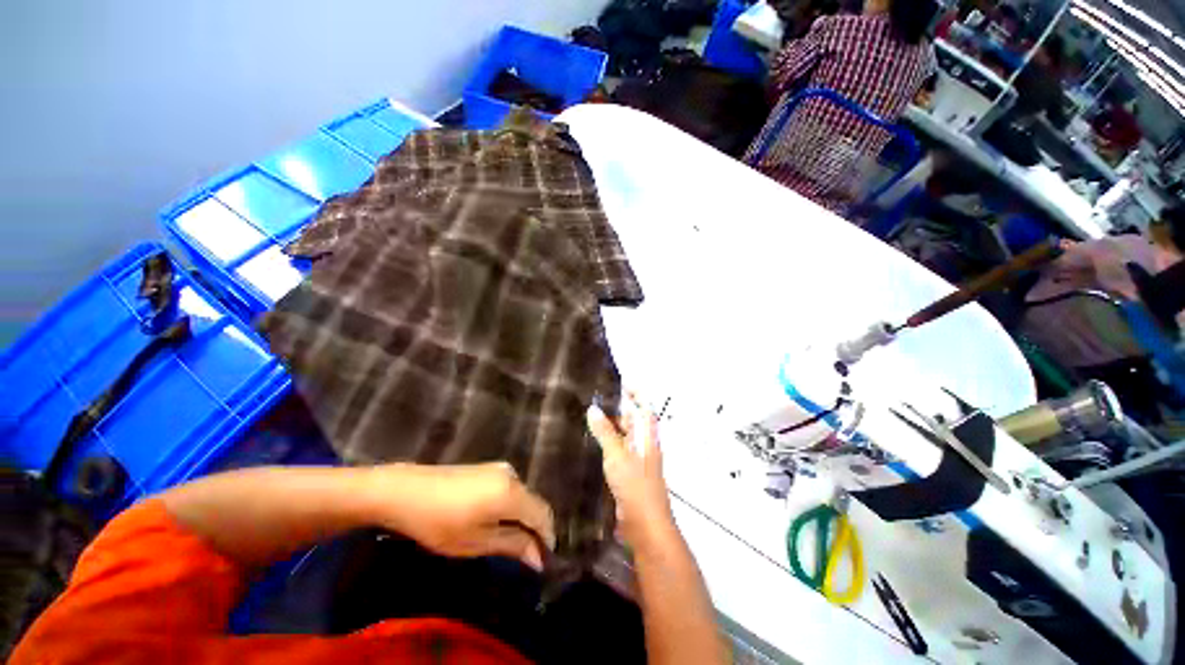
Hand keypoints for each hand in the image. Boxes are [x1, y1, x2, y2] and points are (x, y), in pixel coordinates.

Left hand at [365, 462, 554, 570]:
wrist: (406, 490)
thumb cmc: (440, 522)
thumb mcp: (476, 541)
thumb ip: (513, 545)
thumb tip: (539, 558)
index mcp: (513, 493)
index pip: (543, 515)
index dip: (546, 538)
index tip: (542, 562)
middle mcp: (513, 475)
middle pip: (535, 504)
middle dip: (535, 530)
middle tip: (524, 556)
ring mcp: (501, 468)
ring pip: (523, 496)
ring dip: (522, 519)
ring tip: (509, 542)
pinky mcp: (489, 468)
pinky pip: (511, 489)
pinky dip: (511, 507)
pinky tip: (495, 520)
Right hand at [587, 395, 674, 546]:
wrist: (644, 527)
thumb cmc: (635, 485)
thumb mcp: (618, 455)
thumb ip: (605, 432)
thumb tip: (593, 408)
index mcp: (647, 437)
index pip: (644, 408)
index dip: (636, 394)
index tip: (620, 382)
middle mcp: (643, 445)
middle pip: (633, 421)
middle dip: (618, 408)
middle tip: (595, 397)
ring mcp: (635, 461)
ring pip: (622, 436)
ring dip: (610, 426)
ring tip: (588, 415)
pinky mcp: (626, 474)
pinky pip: (615, 452)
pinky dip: (605, 443)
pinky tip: (590, 442)